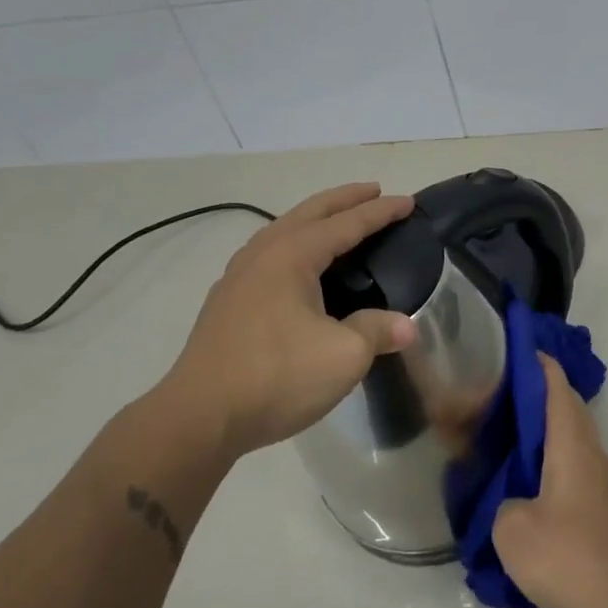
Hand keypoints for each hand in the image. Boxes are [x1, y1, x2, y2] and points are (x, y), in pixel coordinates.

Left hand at [157, 183, 417, 458]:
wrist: (199, 417)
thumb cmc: (276, 377)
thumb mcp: (343, 356)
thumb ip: (377, 332)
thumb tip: (407, 327)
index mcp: (292, 255)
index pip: (347, 223)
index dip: (380, 212)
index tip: (408, 202)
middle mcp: (264, 253)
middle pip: (310, 212)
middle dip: (344, 199)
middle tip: (373, 190)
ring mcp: (239, 275)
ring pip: (284, 229)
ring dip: (316, 218)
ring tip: (338, 221)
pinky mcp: (227, 300)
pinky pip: (269, 252)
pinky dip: (295, 241)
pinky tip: (298, 264)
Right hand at [492, 355, 607, 607]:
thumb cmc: (567, 555)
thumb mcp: (512, 529)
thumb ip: (502, 502)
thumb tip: (511, 501)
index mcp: (571, 444)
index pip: (556, 387)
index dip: (538, 365)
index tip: (516, 351)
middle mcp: (592, 452)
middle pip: (569, 408)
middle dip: (540, 394)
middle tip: (502, 396)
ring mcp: (603, 481)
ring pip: (574, 437)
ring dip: (548, 428)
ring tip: (510, 436)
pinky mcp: (605, 508)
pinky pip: (576, 465)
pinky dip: (554, 457)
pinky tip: (530, 481)